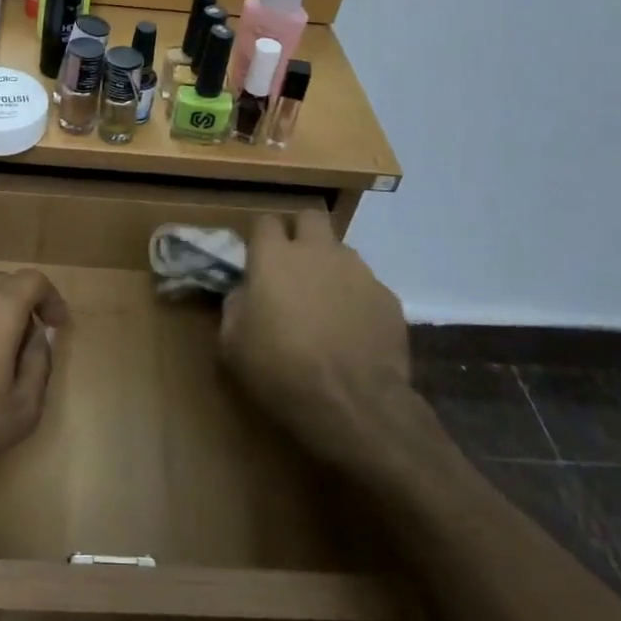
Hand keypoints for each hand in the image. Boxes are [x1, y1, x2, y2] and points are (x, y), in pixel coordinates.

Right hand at [220, 209, 414, 467]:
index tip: (257, 257)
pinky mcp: (388, 297)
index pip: (265, 220)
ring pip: (341, 251)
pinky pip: (367, 286)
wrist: (354, 404)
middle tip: (293, 265)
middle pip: (310, 217)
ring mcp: (358, 271)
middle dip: (301, 232)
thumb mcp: (233, 343)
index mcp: (275, 257)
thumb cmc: (281, 370)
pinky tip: (353, 330)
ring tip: (326, 303)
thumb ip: (236, 305)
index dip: (260, 236)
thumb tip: (245, 291)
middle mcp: (318, 252)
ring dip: (330, 266)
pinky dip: (357, 299)